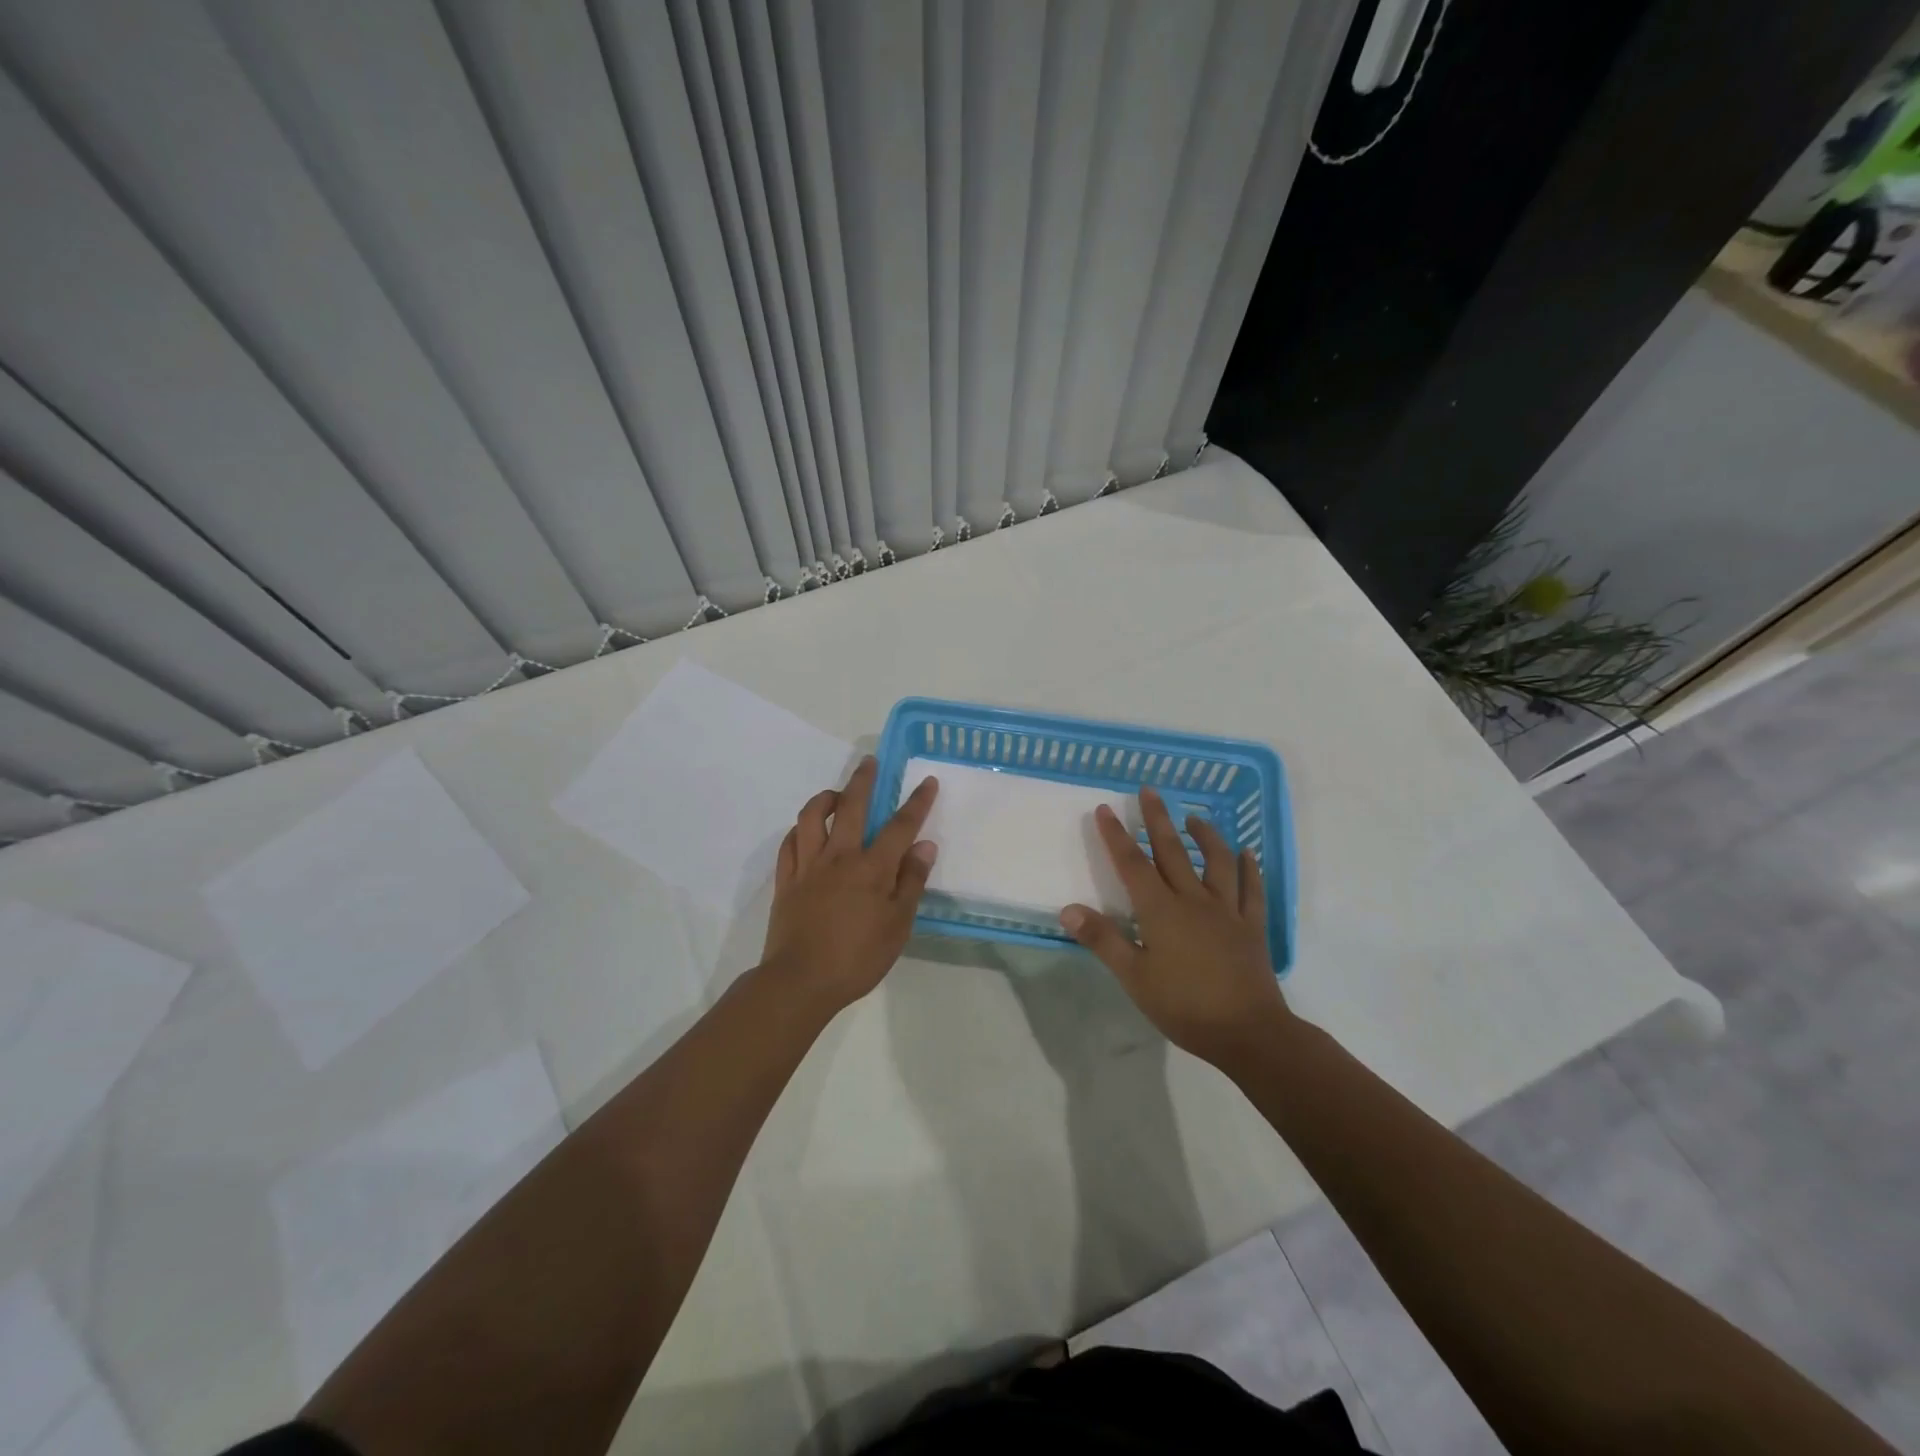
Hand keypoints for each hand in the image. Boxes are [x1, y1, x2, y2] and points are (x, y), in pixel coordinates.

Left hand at [761, 756, 938, 1012]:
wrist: (800, 981)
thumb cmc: (858, 957)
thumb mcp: (898, 925)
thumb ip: (911, 882)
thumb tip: (925, 846)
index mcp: (871, 868)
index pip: (899, 826)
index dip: (916, 802)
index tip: (926, 781)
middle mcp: (839, 856)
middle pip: (851, 806)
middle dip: (863, 780)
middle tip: (869, 762)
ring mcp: (808, 866)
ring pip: (811, 817)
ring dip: (824, 798)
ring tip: (836, 794)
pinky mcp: (786, 880)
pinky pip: (789, 843)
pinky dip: (799, 830)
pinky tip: (806, 830)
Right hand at [1060, 786, 1289, 1065]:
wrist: (1249, 1032)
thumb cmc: (1185, 1006)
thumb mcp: (1134, 978)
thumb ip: (1103, 940)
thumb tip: (1068, 909)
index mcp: (1161, 911)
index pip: (1133, 864)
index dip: (1117, 836)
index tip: (1106, 809)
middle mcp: (1194, 900)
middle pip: (1173, 851)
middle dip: (1158, 819)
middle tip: (1150, 790)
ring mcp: (1227, 911)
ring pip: (1216, 862)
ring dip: (1205, 835)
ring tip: (1195, 817)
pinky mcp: (1252, 927)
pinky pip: (1252, 890)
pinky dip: (1249, 868)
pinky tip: (1247, 854)